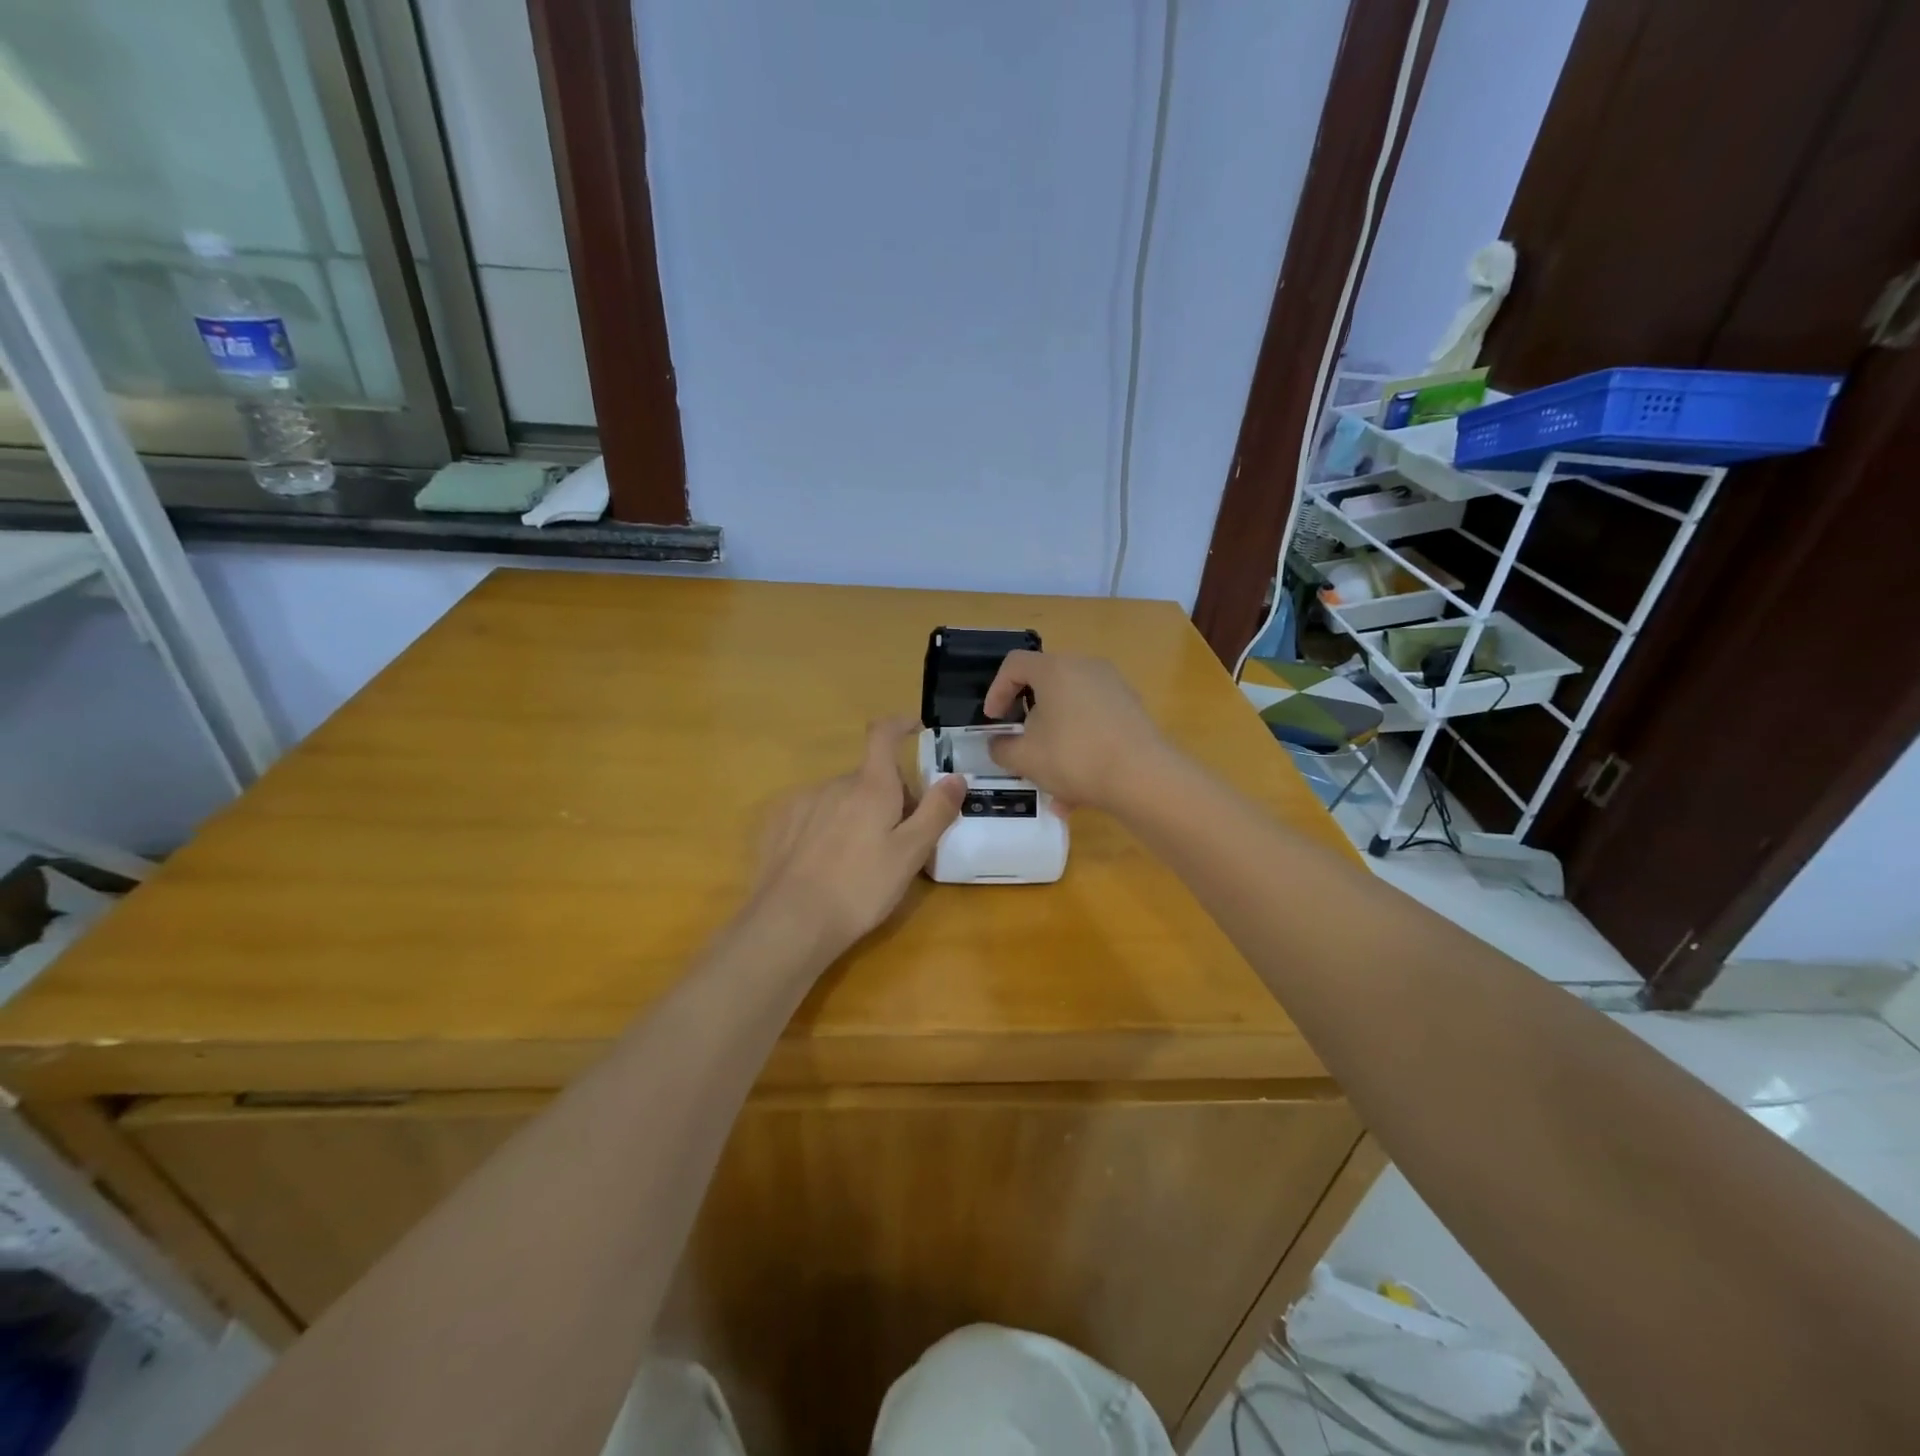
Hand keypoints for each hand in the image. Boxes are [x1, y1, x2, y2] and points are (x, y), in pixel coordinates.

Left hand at [752, 717, 964, 955]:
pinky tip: (827, 863)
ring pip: (842, 797)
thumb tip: (956, 777)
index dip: (900, 724)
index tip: (915, 727)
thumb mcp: (911, 853)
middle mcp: (835, 784)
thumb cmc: (861, 887)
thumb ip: (936, 812)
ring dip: (858, 813)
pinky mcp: (780, 824)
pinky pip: (815, 814)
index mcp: (871, 786)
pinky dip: (828, 827)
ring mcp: (804, 803)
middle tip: (901, 838)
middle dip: (889, 796)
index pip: (883, 735)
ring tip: (861, 859)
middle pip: (870, 777)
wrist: (792, 921)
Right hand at [982, 651, 1167, 811]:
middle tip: (1020, 745)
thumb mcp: (1024, 759)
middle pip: (1046, 687)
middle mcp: (1086, 668)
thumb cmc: (1074, 757)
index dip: (996, 691)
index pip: (1014, 664)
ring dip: (1055, 743)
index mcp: (1055, 669)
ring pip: (1071, 712)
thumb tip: (999, 744)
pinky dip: (1081, 749)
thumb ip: (1001, 748)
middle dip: (1028, 720)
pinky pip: (1094, 725)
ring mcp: (1114, 687)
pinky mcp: (1132, 710)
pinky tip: (1079, 793)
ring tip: (1050, 785)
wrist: (1143, 777)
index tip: (993, 720)